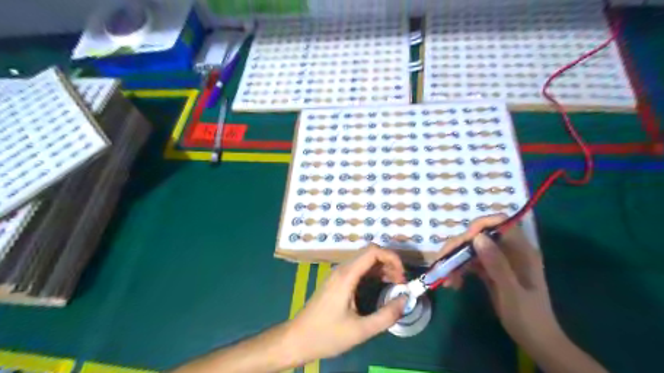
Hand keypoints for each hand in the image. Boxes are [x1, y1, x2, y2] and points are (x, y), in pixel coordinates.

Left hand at [288, 244, 407, 363]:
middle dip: (389, 263)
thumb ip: (386, 316)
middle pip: (369, 253)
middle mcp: (342, 269)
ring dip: (381, 268)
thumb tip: (405, 300)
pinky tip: (379, 287)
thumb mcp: (360, 331)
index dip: (392, 258)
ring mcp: (337, 274)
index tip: (402, 276)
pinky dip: (372, 274)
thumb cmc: (326, 335)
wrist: (297, 339)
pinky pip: (357, 269)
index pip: (373, 251)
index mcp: (346, 275)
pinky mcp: (336, 281)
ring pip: (364, 261)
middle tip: (400, 283)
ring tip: (394, 285)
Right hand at [439, 215, 564, 349]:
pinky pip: (471, 262)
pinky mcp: (490, 270)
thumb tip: (477, 237)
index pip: (501, 223)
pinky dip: (460, 270)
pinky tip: (453, 284)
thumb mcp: (511, 292)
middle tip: (445, 261)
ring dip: (456, 260)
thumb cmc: (528, 317)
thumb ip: (496, 264)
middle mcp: (508, 251)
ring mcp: (498, 260)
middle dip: (460, 246)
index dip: (481, 225)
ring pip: (472, 249)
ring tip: (447, 279)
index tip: (465, 240)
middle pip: (480, 236)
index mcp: (521, 251)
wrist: (535, 341)